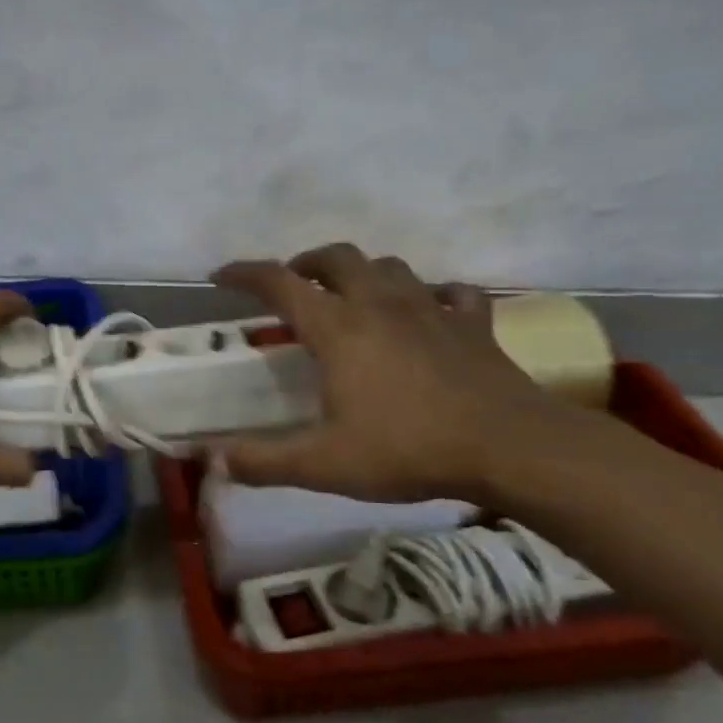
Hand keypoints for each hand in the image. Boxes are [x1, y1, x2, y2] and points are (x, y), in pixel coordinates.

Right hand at [212, 244, 565, 502]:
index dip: (244, 274)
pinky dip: (433, 295)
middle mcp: (380, 305)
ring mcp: (431, 309)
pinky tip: (430, 312)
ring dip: (363, 273)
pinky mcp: (473, 324)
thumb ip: (262, 461)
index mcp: (338, 329)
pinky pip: (451, 293)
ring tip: (353, 296)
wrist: (512, 449)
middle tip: (295, 287)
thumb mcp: (323, 464)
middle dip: (308, 263)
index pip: (279, 283)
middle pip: (337, 258)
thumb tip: (210, 460)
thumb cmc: (409, 449)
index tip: (221, 277)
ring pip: (391, 267)